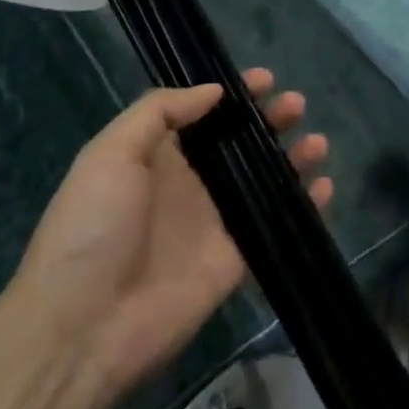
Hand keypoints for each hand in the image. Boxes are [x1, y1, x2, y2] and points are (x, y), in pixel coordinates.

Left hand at [8, 72, 328, 408]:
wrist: (83, 329)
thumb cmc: (91, 230)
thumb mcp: (109, 155)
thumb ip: (159, 112)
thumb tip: (214, 91)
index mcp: (159, 156)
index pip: (204, 114)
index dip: (235, 95)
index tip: (265, 80)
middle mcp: (192, 183)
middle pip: (241, 143)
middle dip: (271, 120)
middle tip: (296, 106)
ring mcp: (216, 222)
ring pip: (265, 180)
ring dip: (294, 158)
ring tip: (316, 143)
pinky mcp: (236, 259)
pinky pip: (277, 224)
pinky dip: (305, 204)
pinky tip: (325, 187)